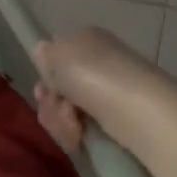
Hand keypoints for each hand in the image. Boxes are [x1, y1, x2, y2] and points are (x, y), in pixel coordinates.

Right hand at [31, 26, 162, 151]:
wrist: (134, 108)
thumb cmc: (92, 73)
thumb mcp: (57, 54)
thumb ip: (44, 54)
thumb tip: (42, 52)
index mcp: (85, 40)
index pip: (57, 57)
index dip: (46, 76)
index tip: (42, 90)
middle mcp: (97, 63)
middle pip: (59, 87)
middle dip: (51, 102)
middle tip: (58, 106)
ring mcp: (106, 92)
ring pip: (67, 110)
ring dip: (60, 119)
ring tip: (73, 124)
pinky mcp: (114, 120)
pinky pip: (82, 126)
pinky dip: (75, 133)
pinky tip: (79, 136)